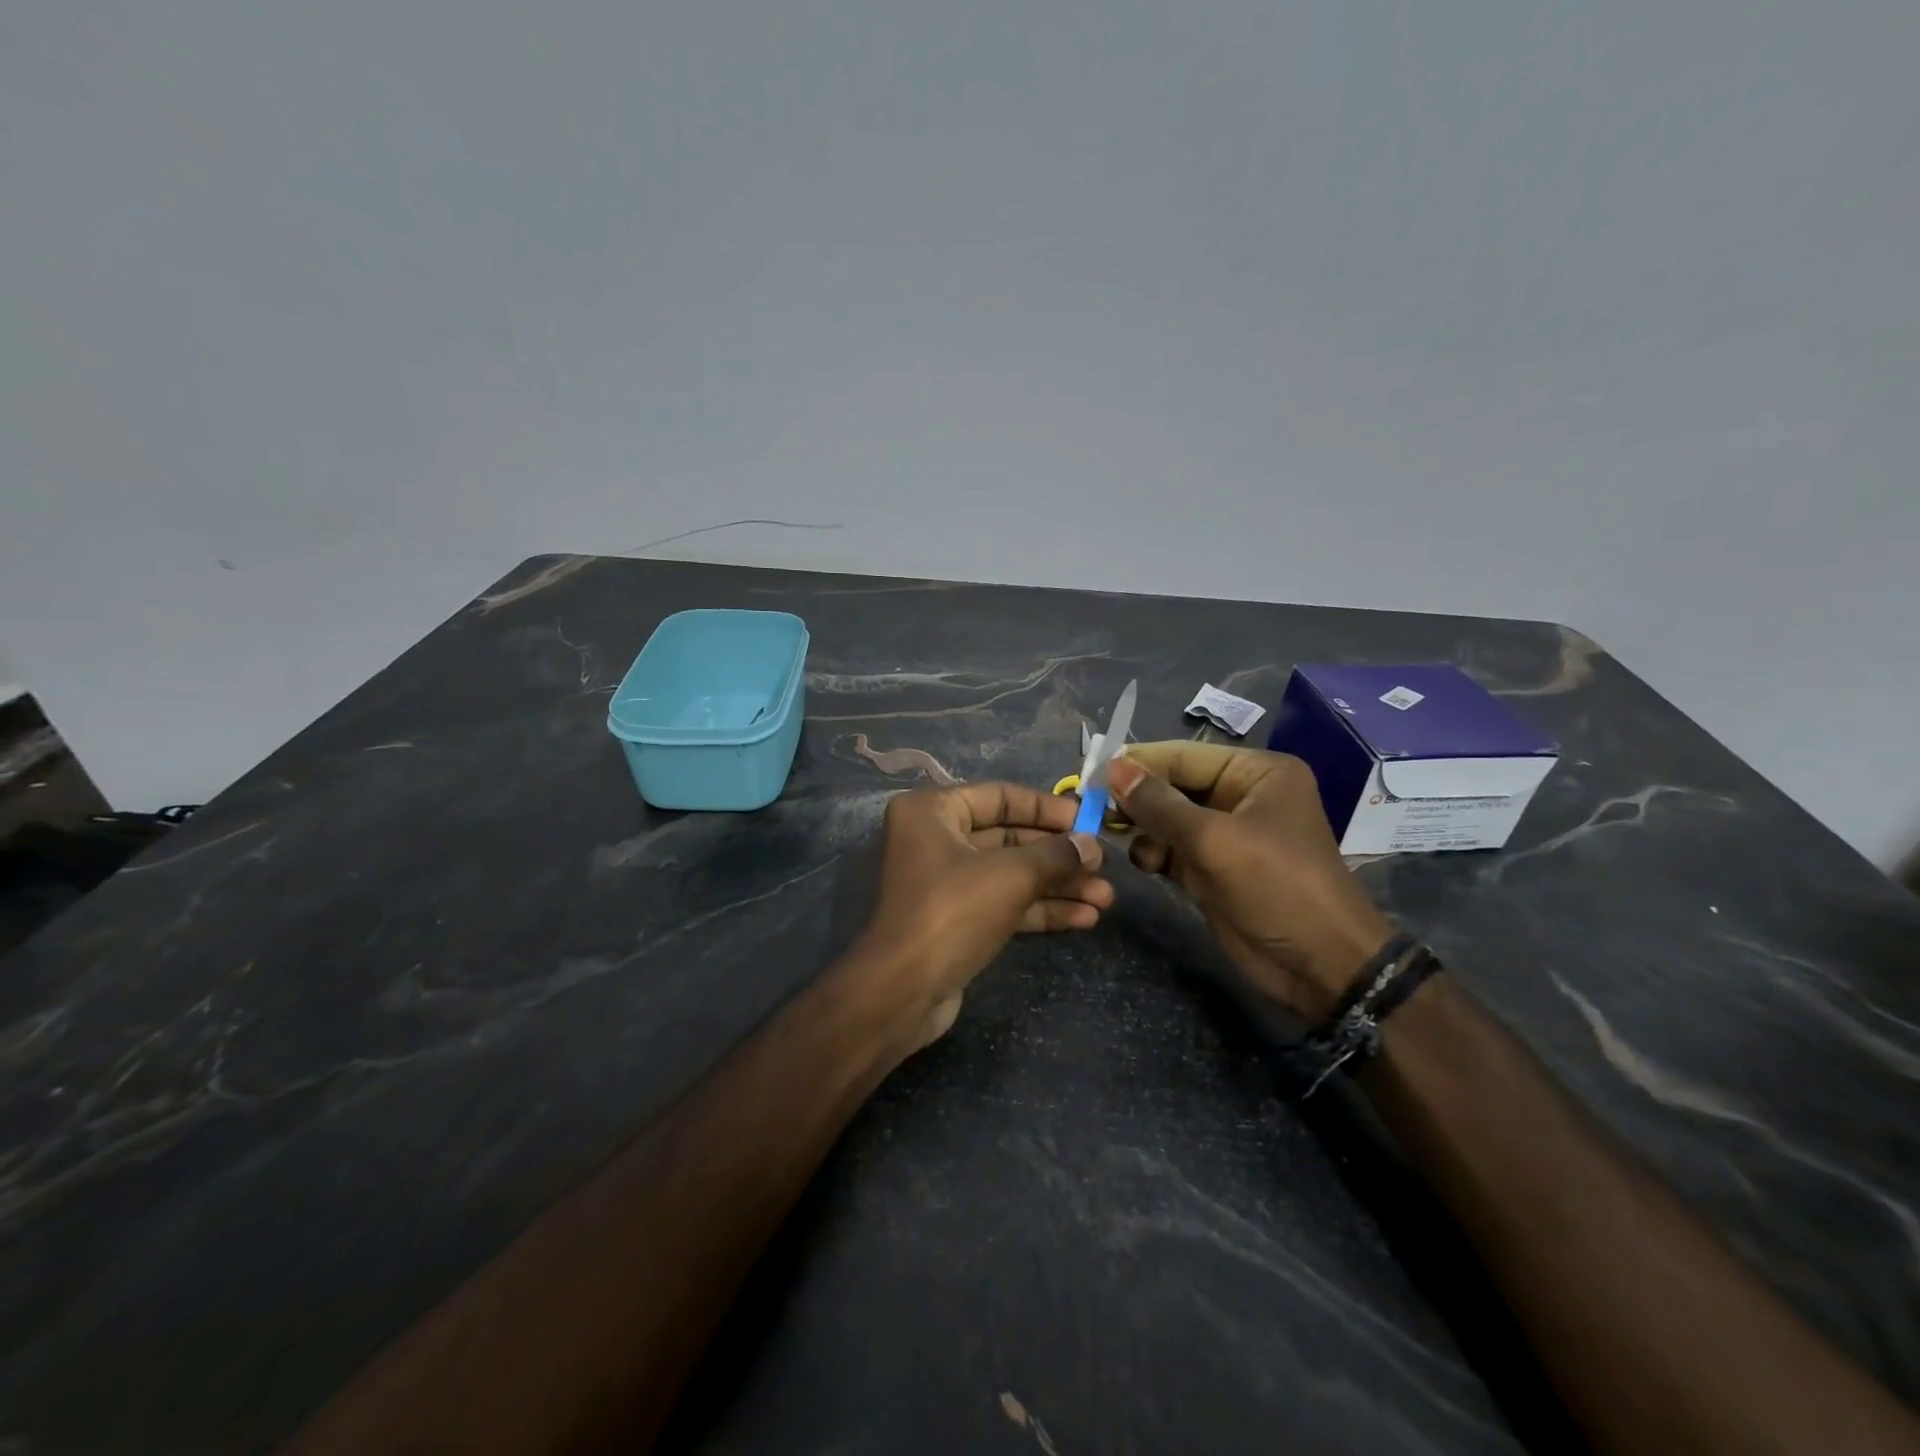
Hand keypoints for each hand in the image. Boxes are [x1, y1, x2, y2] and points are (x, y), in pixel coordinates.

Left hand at [855, 783, 1110, 1049]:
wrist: (902, 991)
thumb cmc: (953, 911)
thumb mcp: (1010, 875)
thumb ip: (1056, 855)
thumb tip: (1092, 845)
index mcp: (933, 810)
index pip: (1001, 796)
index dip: (1048, 809)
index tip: (1089, 821)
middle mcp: (935, 839)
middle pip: (1009, 837)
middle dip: (1059, 856)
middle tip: (1104, 866)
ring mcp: (945, 882)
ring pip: (1011, 874)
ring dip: (1057, 886)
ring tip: (1106, 899)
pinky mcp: (956, 920)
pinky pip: (1004, 903)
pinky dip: (1040, 909)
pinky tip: (1084, 919)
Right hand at [1107, 744, 1393, 1019]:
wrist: (1321, 966)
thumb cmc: (1277, 887)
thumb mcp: (1216, 841)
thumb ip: (1160, 804)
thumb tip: (1112, 769)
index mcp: (1255, 773)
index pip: (1184, 756)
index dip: (1138, 762)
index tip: (1091, 770)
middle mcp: (1240, 795)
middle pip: (1173, 785)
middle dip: (1136, 797)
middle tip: (1091, 806)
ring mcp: (1226, 834)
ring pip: (1167, 818)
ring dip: (1141, 827)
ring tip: (1112, 835)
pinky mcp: (1212, 868)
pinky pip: (1171, 848)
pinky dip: (1153, 852)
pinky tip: (1143, 863)